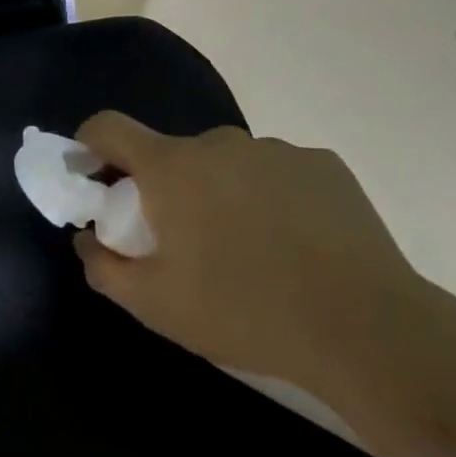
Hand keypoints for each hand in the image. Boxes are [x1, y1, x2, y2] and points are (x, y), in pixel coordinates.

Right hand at [72, 113, 424, 393]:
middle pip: (173, 154)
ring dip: (220, 193)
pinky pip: (276, 174)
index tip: (90, 174)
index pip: (109, 127)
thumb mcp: (155, 304)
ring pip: (227, 165)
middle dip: (164, 188)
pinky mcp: (324, 165)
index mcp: (172, 167)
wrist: (367, 329)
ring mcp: (276, 150)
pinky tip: (295, 245)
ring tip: (248, 250)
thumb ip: (104, 266)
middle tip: (181, 241)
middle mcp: (219, 143)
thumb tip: (87, 238)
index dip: (89, 143)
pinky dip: (269, 198)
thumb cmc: (244, 311)